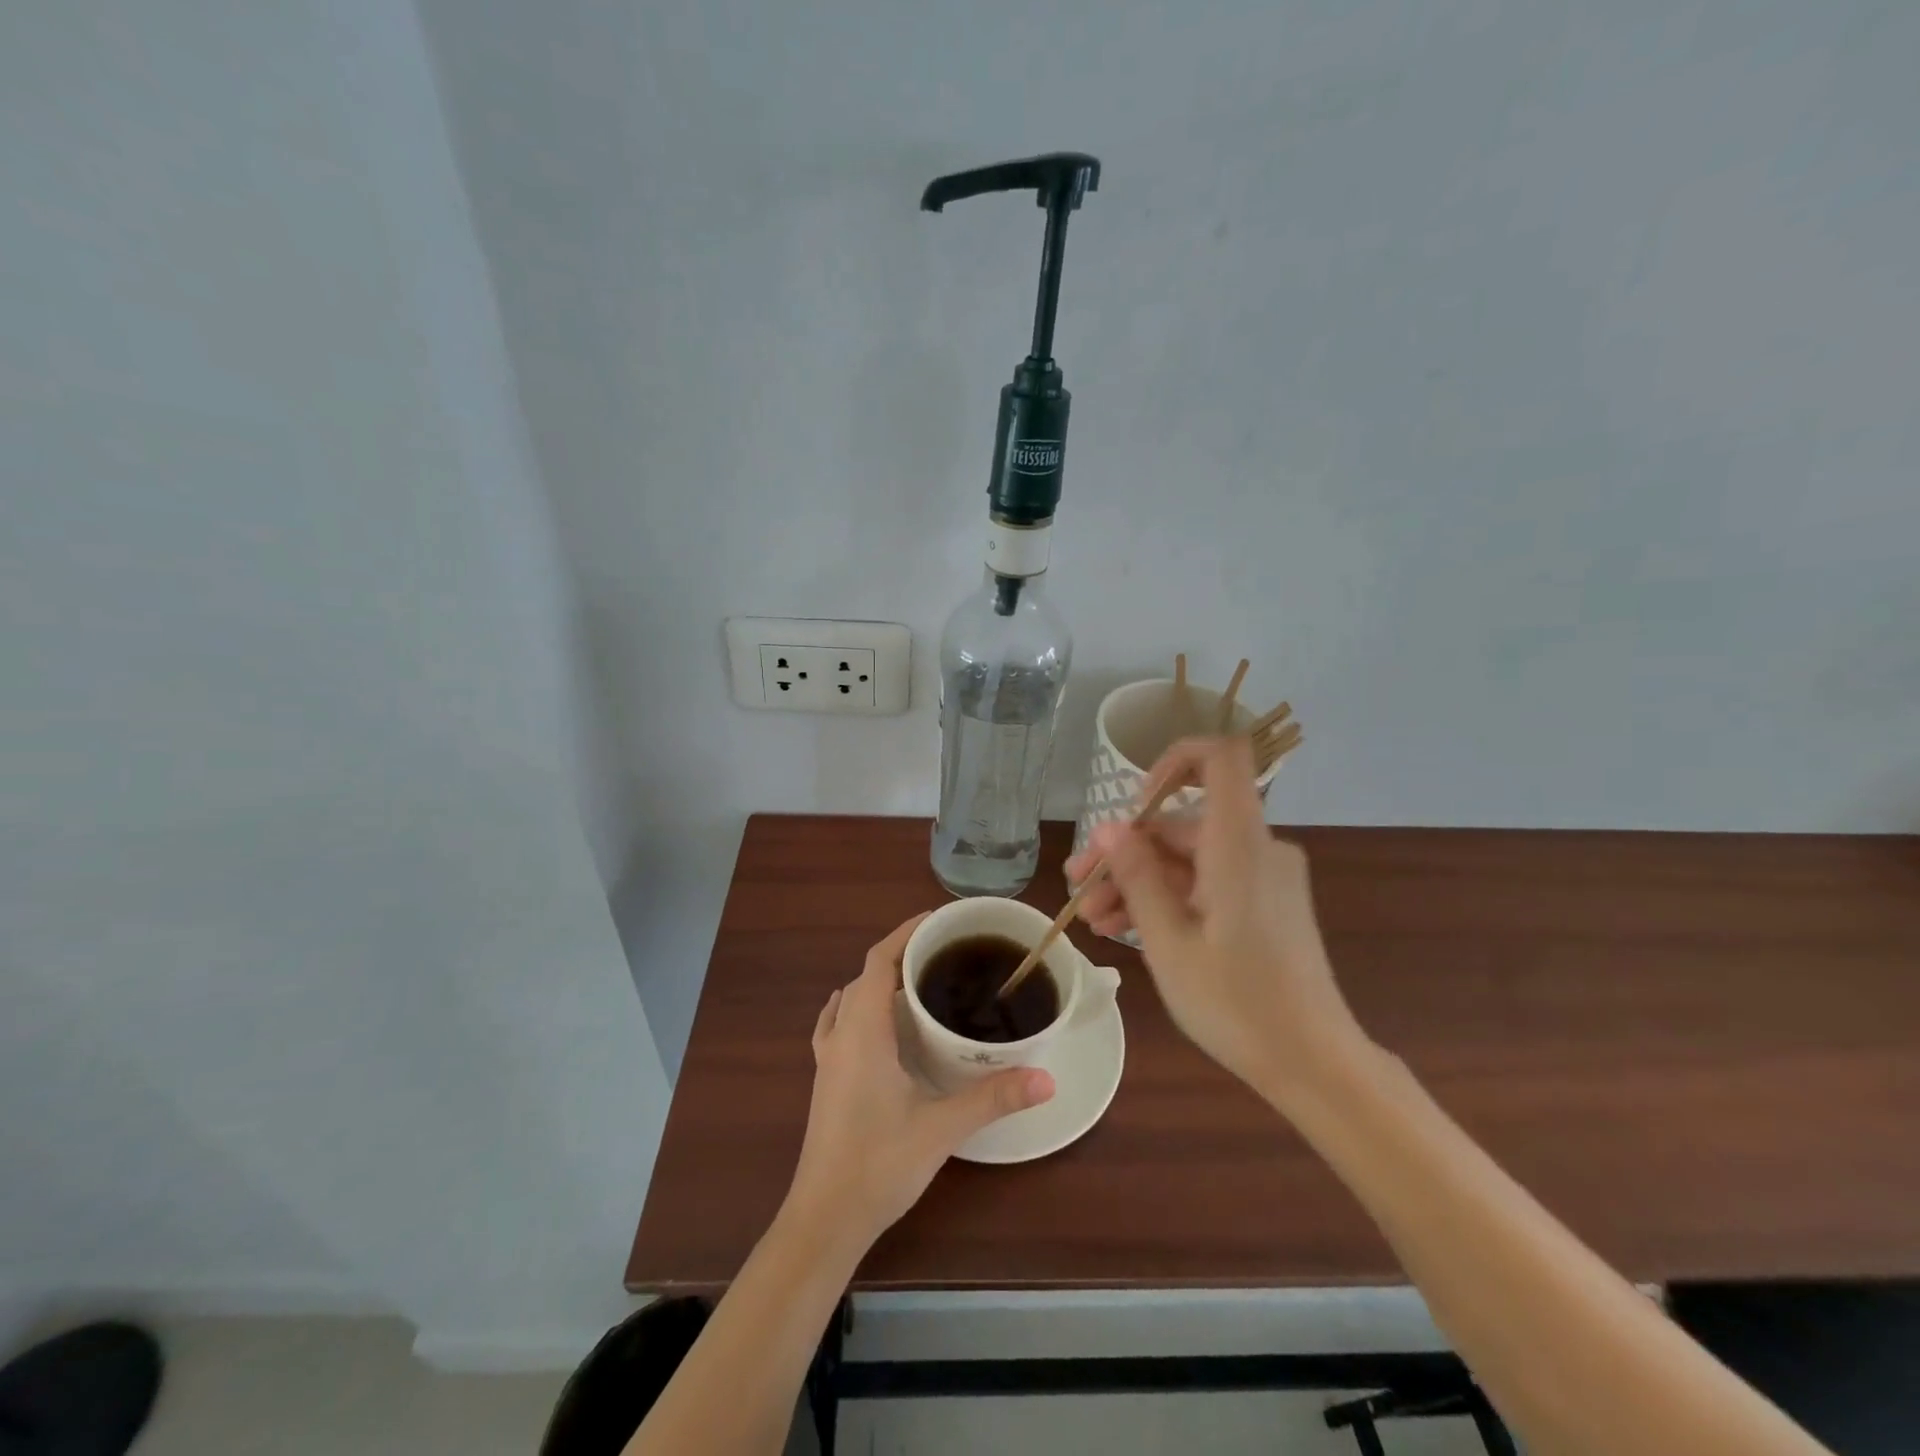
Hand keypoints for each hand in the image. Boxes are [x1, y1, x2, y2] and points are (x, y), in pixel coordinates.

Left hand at [783, 914, 1054, 1250]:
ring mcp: (827, 1059)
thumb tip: (1047, 1077)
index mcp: (863, 1032)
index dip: (904, 934)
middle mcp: (840, 1035)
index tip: (938, 921)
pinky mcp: (825, 1080)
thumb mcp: (942, 1128)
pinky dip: (857, 1008)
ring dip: (878, 982)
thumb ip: (994, 1098)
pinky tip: (874, 1023)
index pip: (878, 961)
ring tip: (919, 984)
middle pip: (865, 976)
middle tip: (944, 954)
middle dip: (900, 956)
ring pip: (850, 999)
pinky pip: (838, 1025)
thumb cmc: (879, 1164)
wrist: (824, 1219)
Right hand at [1064, 736, 1367, 1107]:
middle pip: (1183, 823)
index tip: (1132, 806)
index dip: (1172, 762)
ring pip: (1188, 859)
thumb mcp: (1169, 943)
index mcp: (1239, 845)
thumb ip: (1137, 877)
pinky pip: (1208, 882)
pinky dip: (1169, 897)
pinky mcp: (1263, 903)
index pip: (1220, 758)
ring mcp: (1262, 877)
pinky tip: (1124, 928)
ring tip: (1092, 920)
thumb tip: (1109, 828)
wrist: (1313, 1063)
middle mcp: (1256, 848)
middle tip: (1079, 885)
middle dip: (1126, 851)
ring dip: (1139, 881)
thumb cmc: (1237, 1004)